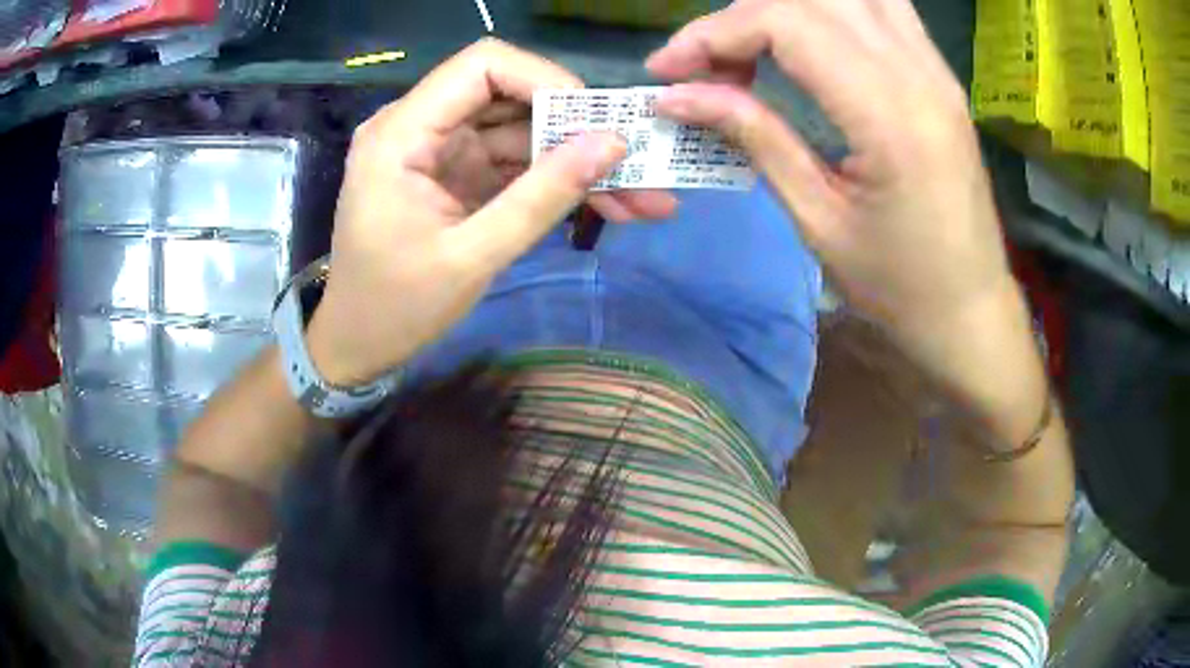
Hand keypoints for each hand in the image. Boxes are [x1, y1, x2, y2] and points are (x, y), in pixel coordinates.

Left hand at [306, 39, 676, 385]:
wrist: (357, 345)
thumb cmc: (395, 309)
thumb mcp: (471, 258)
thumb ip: (540, 197)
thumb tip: (612, 144)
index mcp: (401, 134)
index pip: (482, 66)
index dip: (545, 80)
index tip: (596, 122)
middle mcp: (418, 127)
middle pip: (509, 96)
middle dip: (575, 128)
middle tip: (635, 162)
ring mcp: (439, 151)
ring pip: (521, 132)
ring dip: (577, 161)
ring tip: (640, 197)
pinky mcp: (456, 175)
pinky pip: (514, 163)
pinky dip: (556, 182)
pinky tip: (608, 204)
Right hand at [647, 0, 1046, 440]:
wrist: (971, 310)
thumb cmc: (899, 287)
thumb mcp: (819, 220)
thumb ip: (755, 137)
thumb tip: (679, 97)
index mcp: (890, 115)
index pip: (787, 23)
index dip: (715, 34)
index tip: (669, 71)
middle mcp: (919, 72)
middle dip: (741, 18)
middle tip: (707, 66)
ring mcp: (936, 68)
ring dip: (788, 8)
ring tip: (754, 47)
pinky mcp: (940, 75)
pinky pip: (881, 8)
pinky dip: (831, 10)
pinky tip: (808, 39)